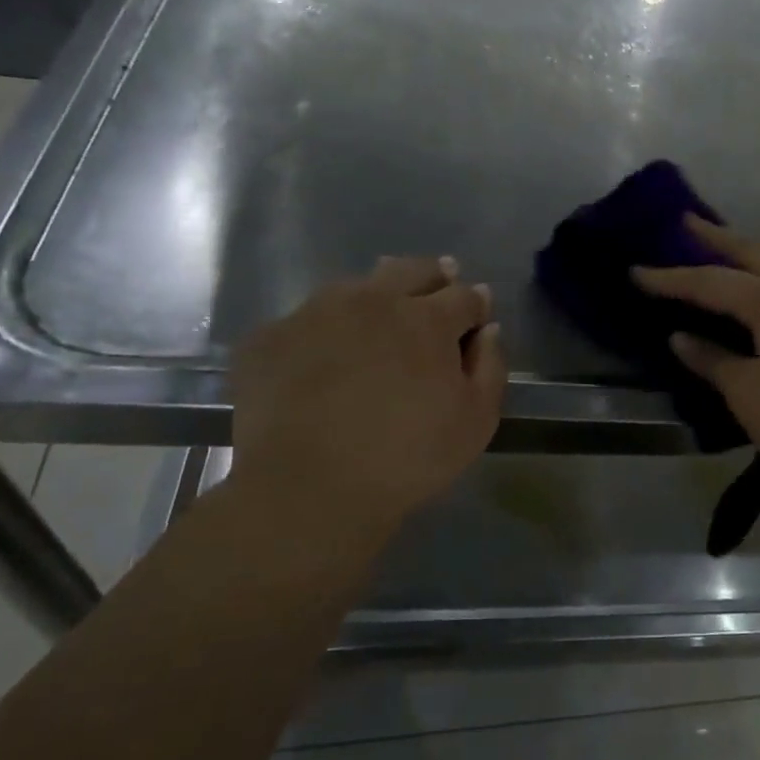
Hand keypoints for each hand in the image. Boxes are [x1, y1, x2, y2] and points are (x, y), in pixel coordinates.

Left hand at [230, 256, 504, 535]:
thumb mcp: (475, 421)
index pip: (463, 295)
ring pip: (355, 287)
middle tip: (437, 292)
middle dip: (433, 277)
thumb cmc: (407, 458)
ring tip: (378, 320)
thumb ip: (490, 366)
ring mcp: (315, 313)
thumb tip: (487, 330)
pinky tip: (323, 357)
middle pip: (412, 270)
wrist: (305, 489)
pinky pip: (306, 321)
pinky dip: (324, 331)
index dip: (475, 304)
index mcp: (426, 319)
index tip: (477, 315)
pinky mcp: (268, 337)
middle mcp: (372, 300)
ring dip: (376, 296)